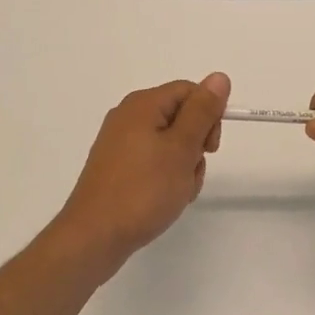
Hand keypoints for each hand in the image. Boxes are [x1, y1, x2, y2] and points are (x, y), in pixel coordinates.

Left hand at [52, 74, 230, 271]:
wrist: (95, 237)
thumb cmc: (143, 190)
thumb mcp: (181, 148)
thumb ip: (202, 111)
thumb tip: (219, 77)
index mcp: (142, 105)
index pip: (189, 91)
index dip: (208, 115)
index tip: (211, 148)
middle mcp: (128, 117)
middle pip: (180, 117)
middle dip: (196, 145)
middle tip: (191, 172)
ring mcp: (120, 144)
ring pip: (170, 143)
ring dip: (184, 166)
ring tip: (177, 192)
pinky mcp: (117, 167)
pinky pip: (153, 161)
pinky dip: (166, 177)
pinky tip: (164, 199)